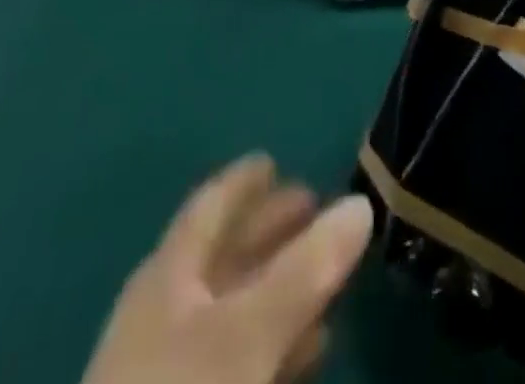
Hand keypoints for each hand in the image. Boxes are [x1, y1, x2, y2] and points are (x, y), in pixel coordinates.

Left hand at [82, 155, 372, 383]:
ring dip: (278, 287)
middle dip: (269, 229)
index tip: (275, 161)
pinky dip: (272, 343)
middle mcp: (163, 315)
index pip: (209, 207)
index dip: (243, 182)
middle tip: (315, 206)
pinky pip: (235, 362)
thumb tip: (362, 202)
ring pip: (231, 310)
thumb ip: (306, 269)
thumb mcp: (248, 335)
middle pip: (221, 256)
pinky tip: (308, 349)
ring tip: (326, 273)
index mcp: (167, 277)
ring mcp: (168, 374)